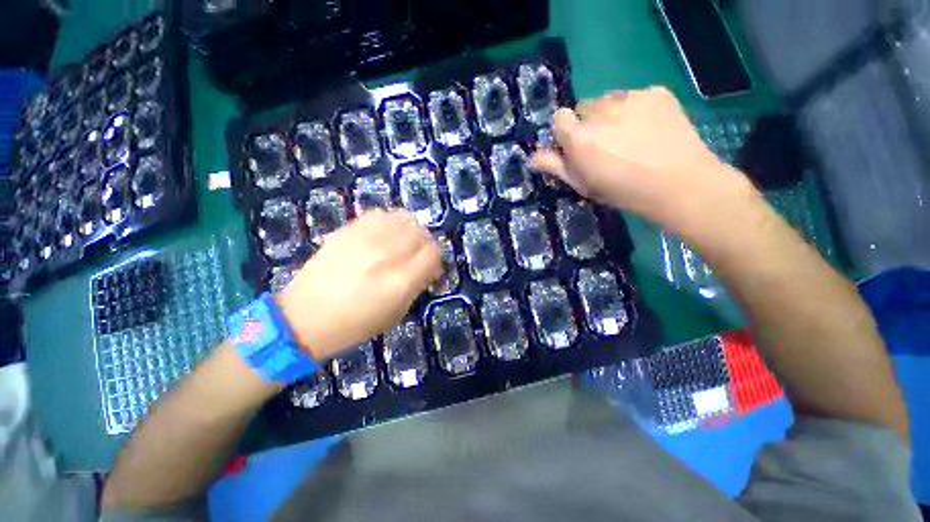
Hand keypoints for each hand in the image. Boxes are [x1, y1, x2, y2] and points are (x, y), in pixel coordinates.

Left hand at [275, 209, 441, 359]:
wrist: (305, 317)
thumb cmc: (355, 324)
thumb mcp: (397, 313)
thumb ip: (417, 285)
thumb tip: (428, 267)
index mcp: (401, 280)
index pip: (433, 253)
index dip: (436, 260)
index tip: (430, 269)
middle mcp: (387, 254)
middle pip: (421, 232)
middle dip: (425, 244)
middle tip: (416, 256)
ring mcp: (366, 239)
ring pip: (403, 218)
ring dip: (409, 230)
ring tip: (401, 242)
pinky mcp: (348, 230)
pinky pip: (380, 214)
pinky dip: (389, 222)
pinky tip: (382, 235)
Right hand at [530, 87, 759, 242]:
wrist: (677, 183)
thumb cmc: (622, 191)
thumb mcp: (582, 184)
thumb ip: (555, 167)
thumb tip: (533, 157)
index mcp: (579, 136)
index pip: (559, 118)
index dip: (566, 132)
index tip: (576, 147)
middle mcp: (600, 111)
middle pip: (585, 108)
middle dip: (590, 124)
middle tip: (606, 145)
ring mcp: (630, 98)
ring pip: (611, 101)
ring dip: (613, 115)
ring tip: (631, 138)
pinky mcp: (656, 92)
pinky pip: (637, 97)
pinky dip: (639, 110)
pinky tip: (651, 129)